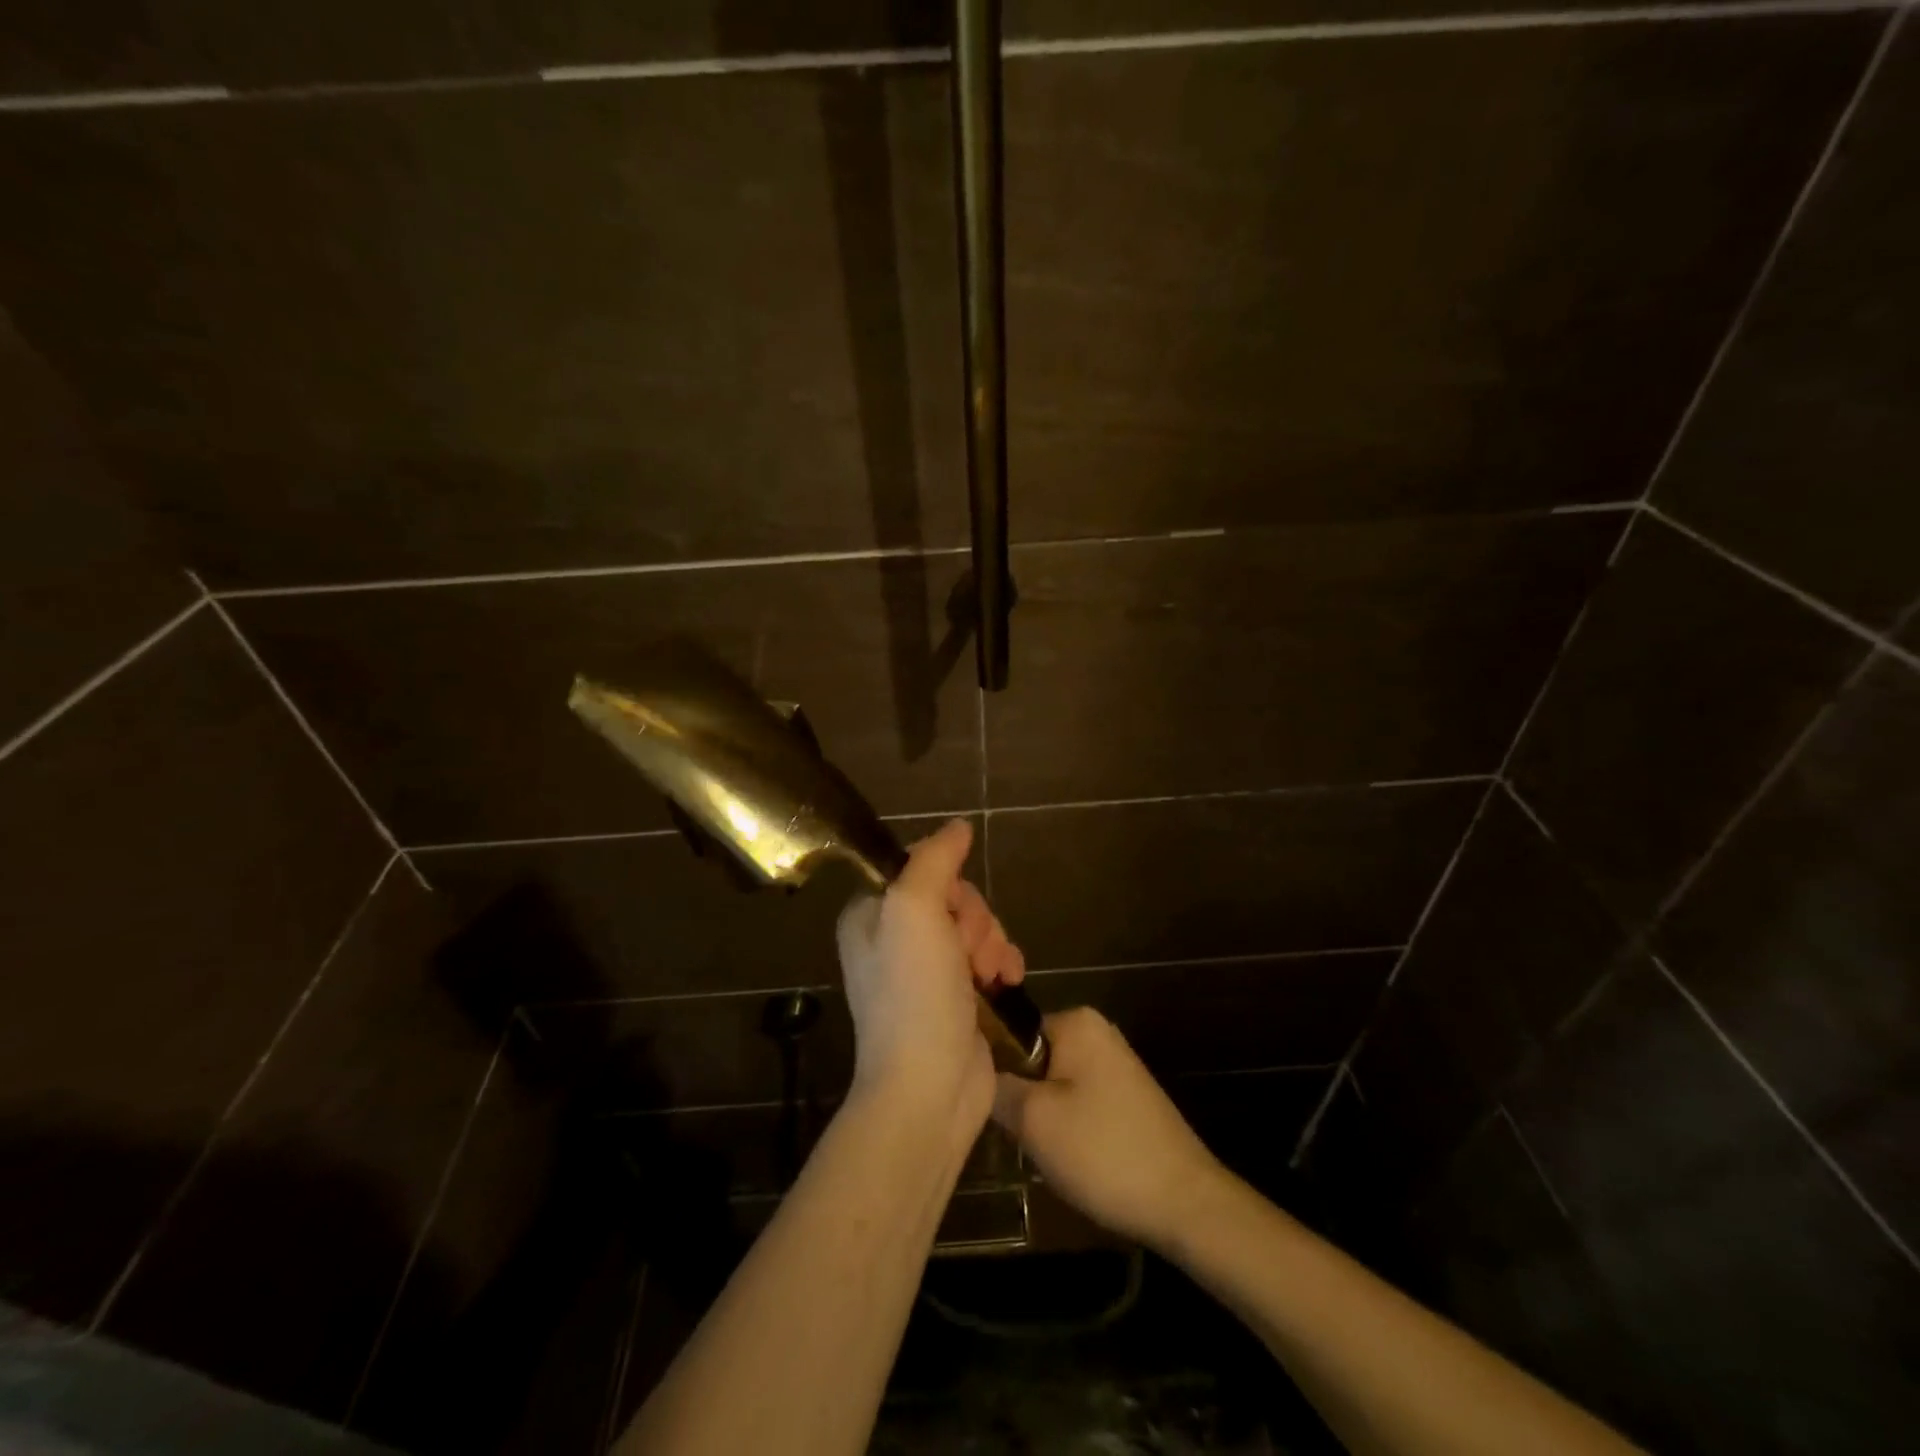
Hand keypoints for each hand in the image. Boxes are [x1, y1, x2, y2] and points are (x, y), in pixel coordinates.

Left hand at [837, 819, 1024, 1142]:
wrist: (930, 1089)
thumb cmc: (914, 994)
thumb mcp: (914, 910)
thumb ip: (934, 859)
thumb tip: (958, 826)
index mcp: (871, 914)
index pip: (920, 868)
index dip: (948, 883)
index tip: (952, 909)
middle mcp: (894, 938)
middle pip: (953, 897)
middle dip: (974, 919)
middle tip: (970, 951)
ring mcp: (926, 970)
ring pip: (975, 926)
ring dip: (992, 942)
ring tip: (993, 973)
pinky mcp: (956, 996)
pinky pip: (987, 957)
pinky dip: (1002, 963)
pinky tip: (1008, 980)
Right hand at [993, 1007, 1225, 1249]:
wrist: (1185, 1202)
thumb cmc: (1103, 1151)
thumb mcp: (1034, 1120)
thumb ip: (997, 1087)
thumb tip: (977, 1069)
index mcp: (1075, 1021)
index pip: (1012, 1032)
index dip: (994, 1069)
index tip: (988, 1107)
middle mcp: (1097, 1032)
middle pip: (1033, 1059)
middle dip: (1022, 1097)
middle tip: (1017, 1136)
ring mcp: (1115, 1064)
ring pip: (1054, 1084)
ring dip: (1043, 1117)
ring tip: (1043, 1152)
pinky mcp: (1127, 1097)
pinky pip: (1079, 1101)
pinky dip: (1069, 1128)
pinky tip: (1071, 1160)